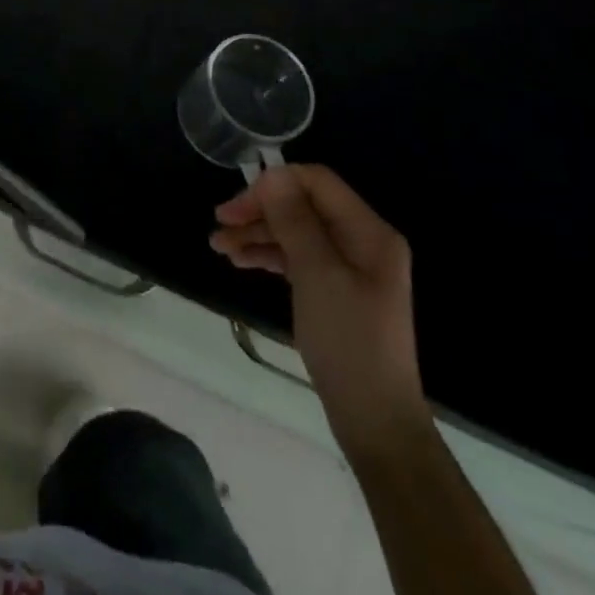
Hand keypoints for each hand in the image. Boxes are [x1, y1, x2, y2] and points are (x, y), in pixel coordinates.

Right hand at [211, 164, 429, 460]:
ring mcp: (349, 266)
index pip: (317, 182)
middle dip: (260, 210)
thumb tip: (272, 174)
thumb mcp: (317, 275)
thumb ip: (294, 220)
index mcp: (369, 231)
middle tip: (220, 224)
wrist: (374, 421)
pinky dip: (268, 254)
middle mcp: (361, 241)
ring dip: (257, 233)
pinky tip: (241, 260)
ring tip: (219, 246)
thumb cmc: (349, 342)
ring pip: (295, 231)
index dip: (275, 184)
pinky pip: (297, 256)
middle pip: (303, 205)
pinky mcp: (335, 288)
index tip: (238, 206)